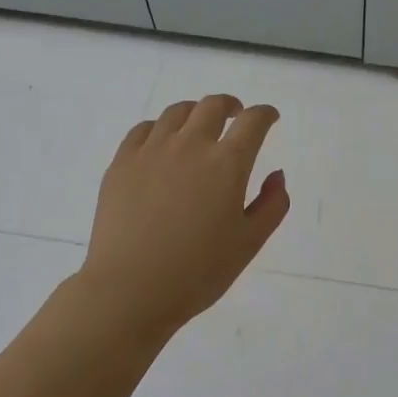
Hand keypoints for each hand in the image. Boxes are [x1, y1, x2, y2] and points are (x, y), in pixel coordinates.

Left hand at [78, 96, 289, 340]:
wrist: (131, 289)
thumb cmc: (199, 272)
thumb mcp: (250, 243)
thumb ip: (272, 205)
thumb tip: (276, 175)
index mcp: (227, 164)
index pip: (253, 122)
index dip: (266, 114)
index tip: (270, 118)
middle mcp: (190, 146)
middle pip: (213, 106)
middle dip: (231, 106)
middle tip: (236, 116)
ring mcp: (151, 151)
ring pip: (176, 113)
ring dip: (195, 113)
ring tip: (200, 126)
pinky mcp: (121, 164)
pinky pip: (143, 130)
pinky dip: (160, 128)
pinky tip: (163, 142)